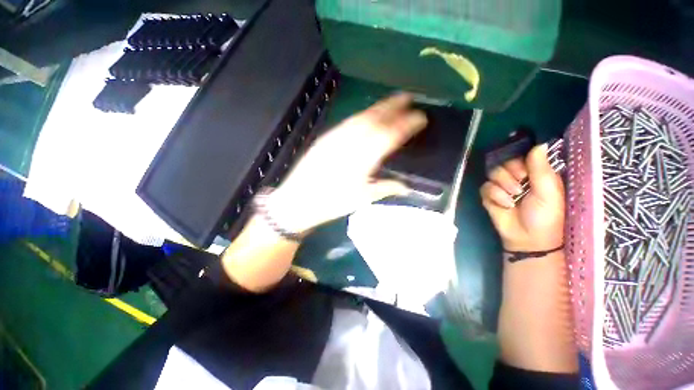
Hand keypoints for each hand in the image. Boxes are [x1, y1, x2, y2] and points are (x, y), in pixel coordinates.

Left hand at [269, 93, 426, 232]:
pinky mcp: (325, 138)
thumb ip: (385, 188)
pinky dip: (361, 115)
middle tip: (408, 97)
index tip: (420, 116)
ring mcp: (336, 138)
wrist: (298, 200)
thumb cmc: (331, 203)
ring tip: (391, 101)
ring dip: (378, 107)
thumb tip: (406, 186)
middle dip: (393, 106)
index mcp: (363, 159)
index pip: (390, 135)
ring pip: (361, 117)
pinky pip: (347, 122)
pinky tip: (366, 115)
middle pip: (375, 119)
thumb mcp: (361, 199)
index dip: (407, 124)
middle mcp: (351, 142)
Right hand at [480, 144, 564, 251]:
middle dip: (510, 174)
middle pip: (504, 162)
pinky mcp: (489, 196)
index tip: (525, 172)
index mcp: (535, 173)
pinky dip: (494, 195)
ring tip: (513, 198)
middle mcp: (517, 177)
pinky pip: (485, 187)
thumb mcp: (549, 191)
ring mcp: (501, 186)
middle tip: (520, 187)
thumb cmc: (546, 215)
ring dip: (503, 185)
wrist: (528, 239)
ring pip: (493, 173)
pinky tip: (504, 205)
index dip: (520, 160)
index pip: (521, 155)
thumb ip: (541, 168)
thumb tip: (539, 144)